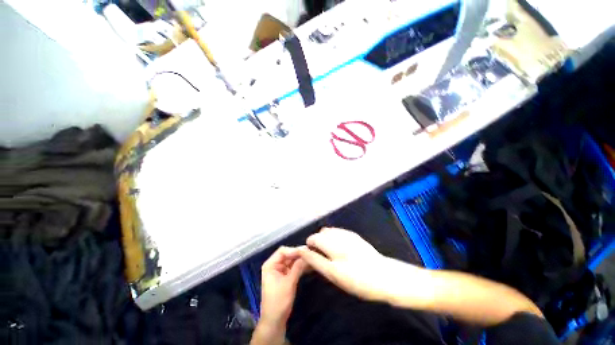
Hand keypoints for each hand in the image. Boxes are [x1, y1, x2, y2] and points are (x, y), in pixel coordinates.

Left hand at [259, 246, 307, 327]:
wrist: (274, 321)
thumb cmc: (279, 302)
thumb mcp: (289, 283)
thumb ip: (297, 267)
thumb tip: (306, 255)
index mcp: (270, 265)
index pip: (282, 251)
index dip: (294, 250)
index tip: (306, 251)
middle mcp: (274, 265)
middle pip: (288, 255)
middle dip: (299, 254)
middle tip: (312, 253)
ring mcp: (279, 271)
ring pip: (291, 261)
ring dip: (301, 260)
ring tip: (313, 258)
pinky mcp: (284, 277)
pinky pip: (293, 268)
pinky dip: (300, 266)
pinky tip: (309, 266)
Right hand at [299, 227, 420, 302]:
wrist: (385, 276)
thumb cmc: (359, 281)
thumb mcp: (336, 276)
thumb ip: (318, 261)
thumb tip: (305, 252)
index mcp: (333, 254)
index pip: (313, 243)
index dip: (307, 248)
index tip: (307, 253)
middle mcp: (339, 241)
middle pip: (319, 235)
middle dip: (315, 242)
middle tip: (319, 254)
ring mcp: (347, 236)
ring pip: (327, 231)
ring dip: (323, 238)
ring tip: (328, 249)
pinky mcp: (353, 234)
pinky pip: (336, 231)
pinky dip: (332, 235)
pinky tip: (337, 244)